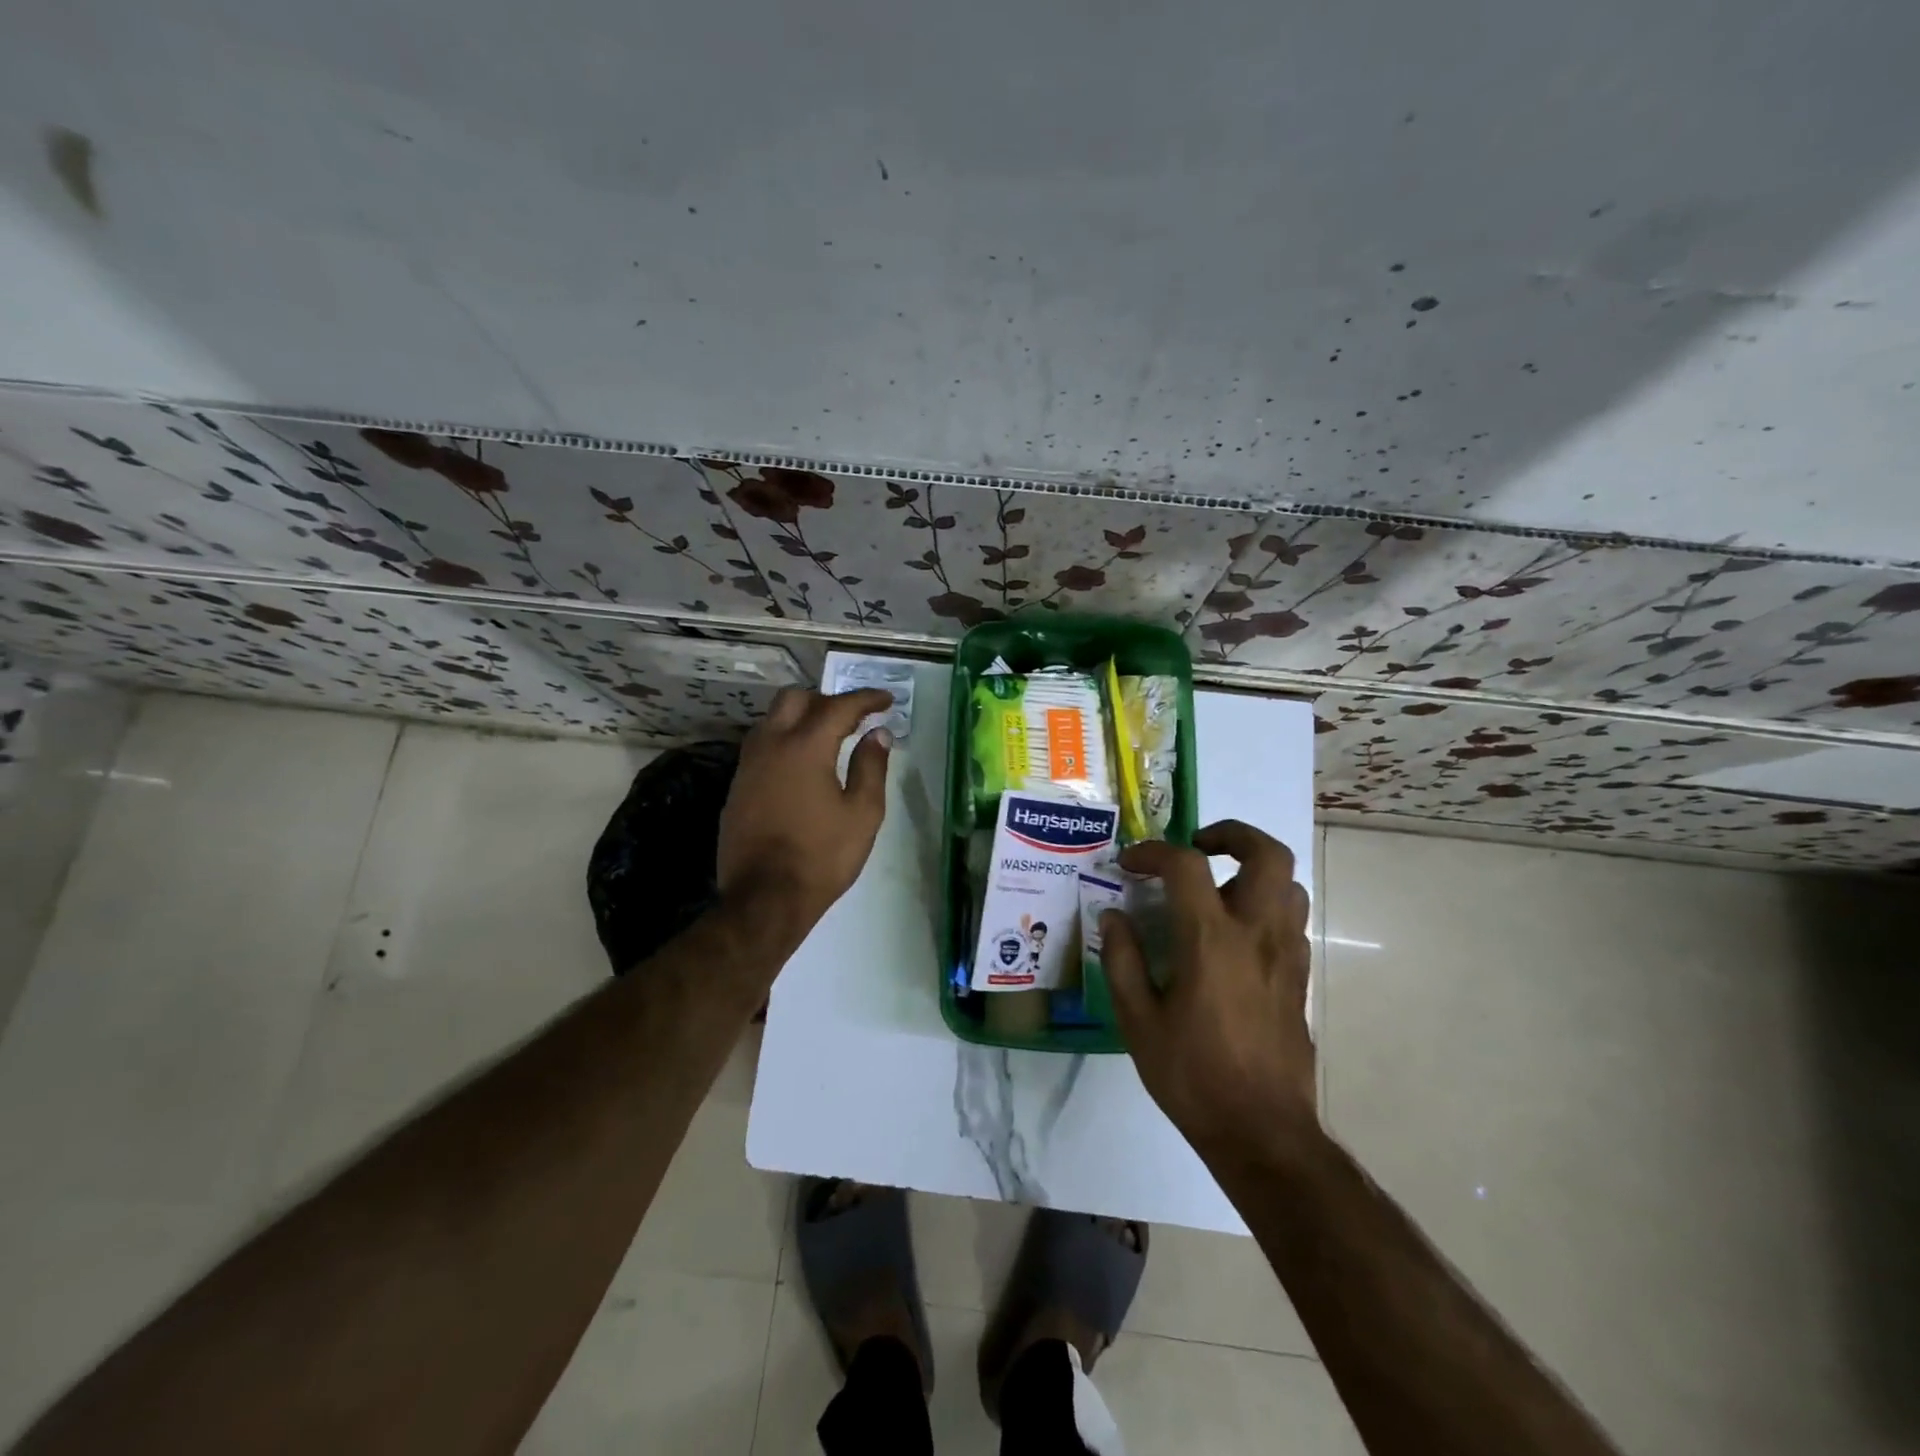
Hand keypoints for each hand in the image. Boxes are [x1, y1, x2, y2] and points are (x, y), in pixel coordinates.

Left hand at [717, 686, 894, 937]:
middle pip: (794, 699)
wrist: (764, 898)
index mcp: (805, 747)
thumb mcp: (862, 814)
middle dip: (826, 700)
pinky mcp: (737, 786)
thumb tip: (878, 734)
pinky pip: (761, 746)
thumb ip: (871, 767)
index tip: (886, 700)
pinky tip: (800, 765)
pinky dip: (784, 740)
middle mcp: (770, 745)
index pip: (838, 707)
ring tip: (827, 737)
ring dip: (800, 717)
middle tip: (852, 718)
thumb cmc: (822, 856)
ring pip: (771, 720)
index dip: (865, 699)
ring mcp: (748, 765)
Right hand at [1100, 821, 1316, 1157]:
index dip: (1153, 852)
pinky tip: (1234, 934)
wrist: (1263, 1132)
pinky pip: (1291, 918)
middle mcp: (1257, 933)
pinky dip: (1264, 904)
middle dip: (1231, 834)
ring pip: (1288, 883)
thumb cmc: (1193, 1075)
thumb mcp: (1138, 1021)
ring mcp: (1287, 954)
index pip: (1186, 865)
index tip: (1130, 865)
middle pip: (1268, 853)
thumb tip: (1113, 916)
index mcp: (1211, 940)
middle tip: (1197, 847)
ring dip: (1252, 870)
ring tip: (1217, 888)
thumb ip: (1122, 960)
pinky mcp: (1300, 977)